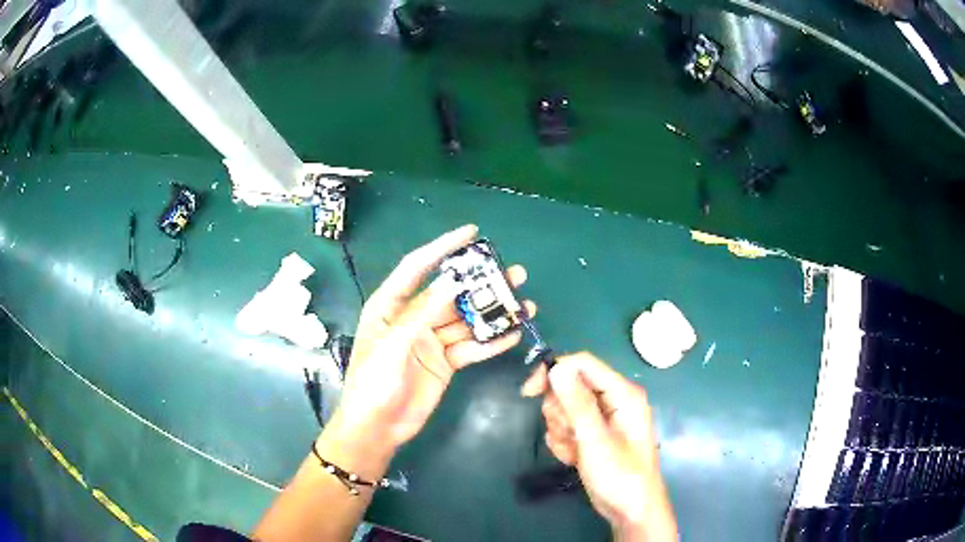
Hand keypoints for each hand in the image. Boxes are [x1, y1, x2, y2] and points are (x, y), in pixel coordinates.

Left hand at [330, 225, 534, 451]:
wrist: (377, 428)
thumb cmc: (373, 383)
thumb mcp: (393, 346)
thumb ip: (421, 315)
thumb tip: (452, 283)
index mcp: (390, 306)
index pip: (417, 268)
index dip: (442, 248)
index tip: (471, 232)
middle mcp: (413, 318)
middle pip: (451, 294)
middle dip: (480, 283)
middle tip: (514, 273)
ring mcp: (431, 341)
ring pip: (466, 321)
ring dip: (492, 313)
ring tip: (524, 305)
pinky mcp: (445, 362)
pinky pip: (470, 348)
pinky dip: (490, 343)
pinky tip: (512, 335)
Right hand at [522, 353, 676, 541]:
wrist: (629, 511)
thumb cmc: (620, 476)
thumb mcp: (596, 440)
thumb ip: (577, 403)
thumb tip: (557, 367)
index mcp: (623, 393)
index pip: (582, 364)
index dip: (554, 372)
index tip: (529, 393)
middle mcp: (613, 400)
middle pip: (569, 386)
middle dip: (561, 413)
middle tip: (570, 435)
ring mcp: (602, 418)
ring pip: (564, 408)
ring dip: (562, 431)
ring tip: (575, 452)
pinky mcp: (593, 434)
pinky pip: (567, 426)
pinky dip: (564, 442)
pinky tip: (575, 459)